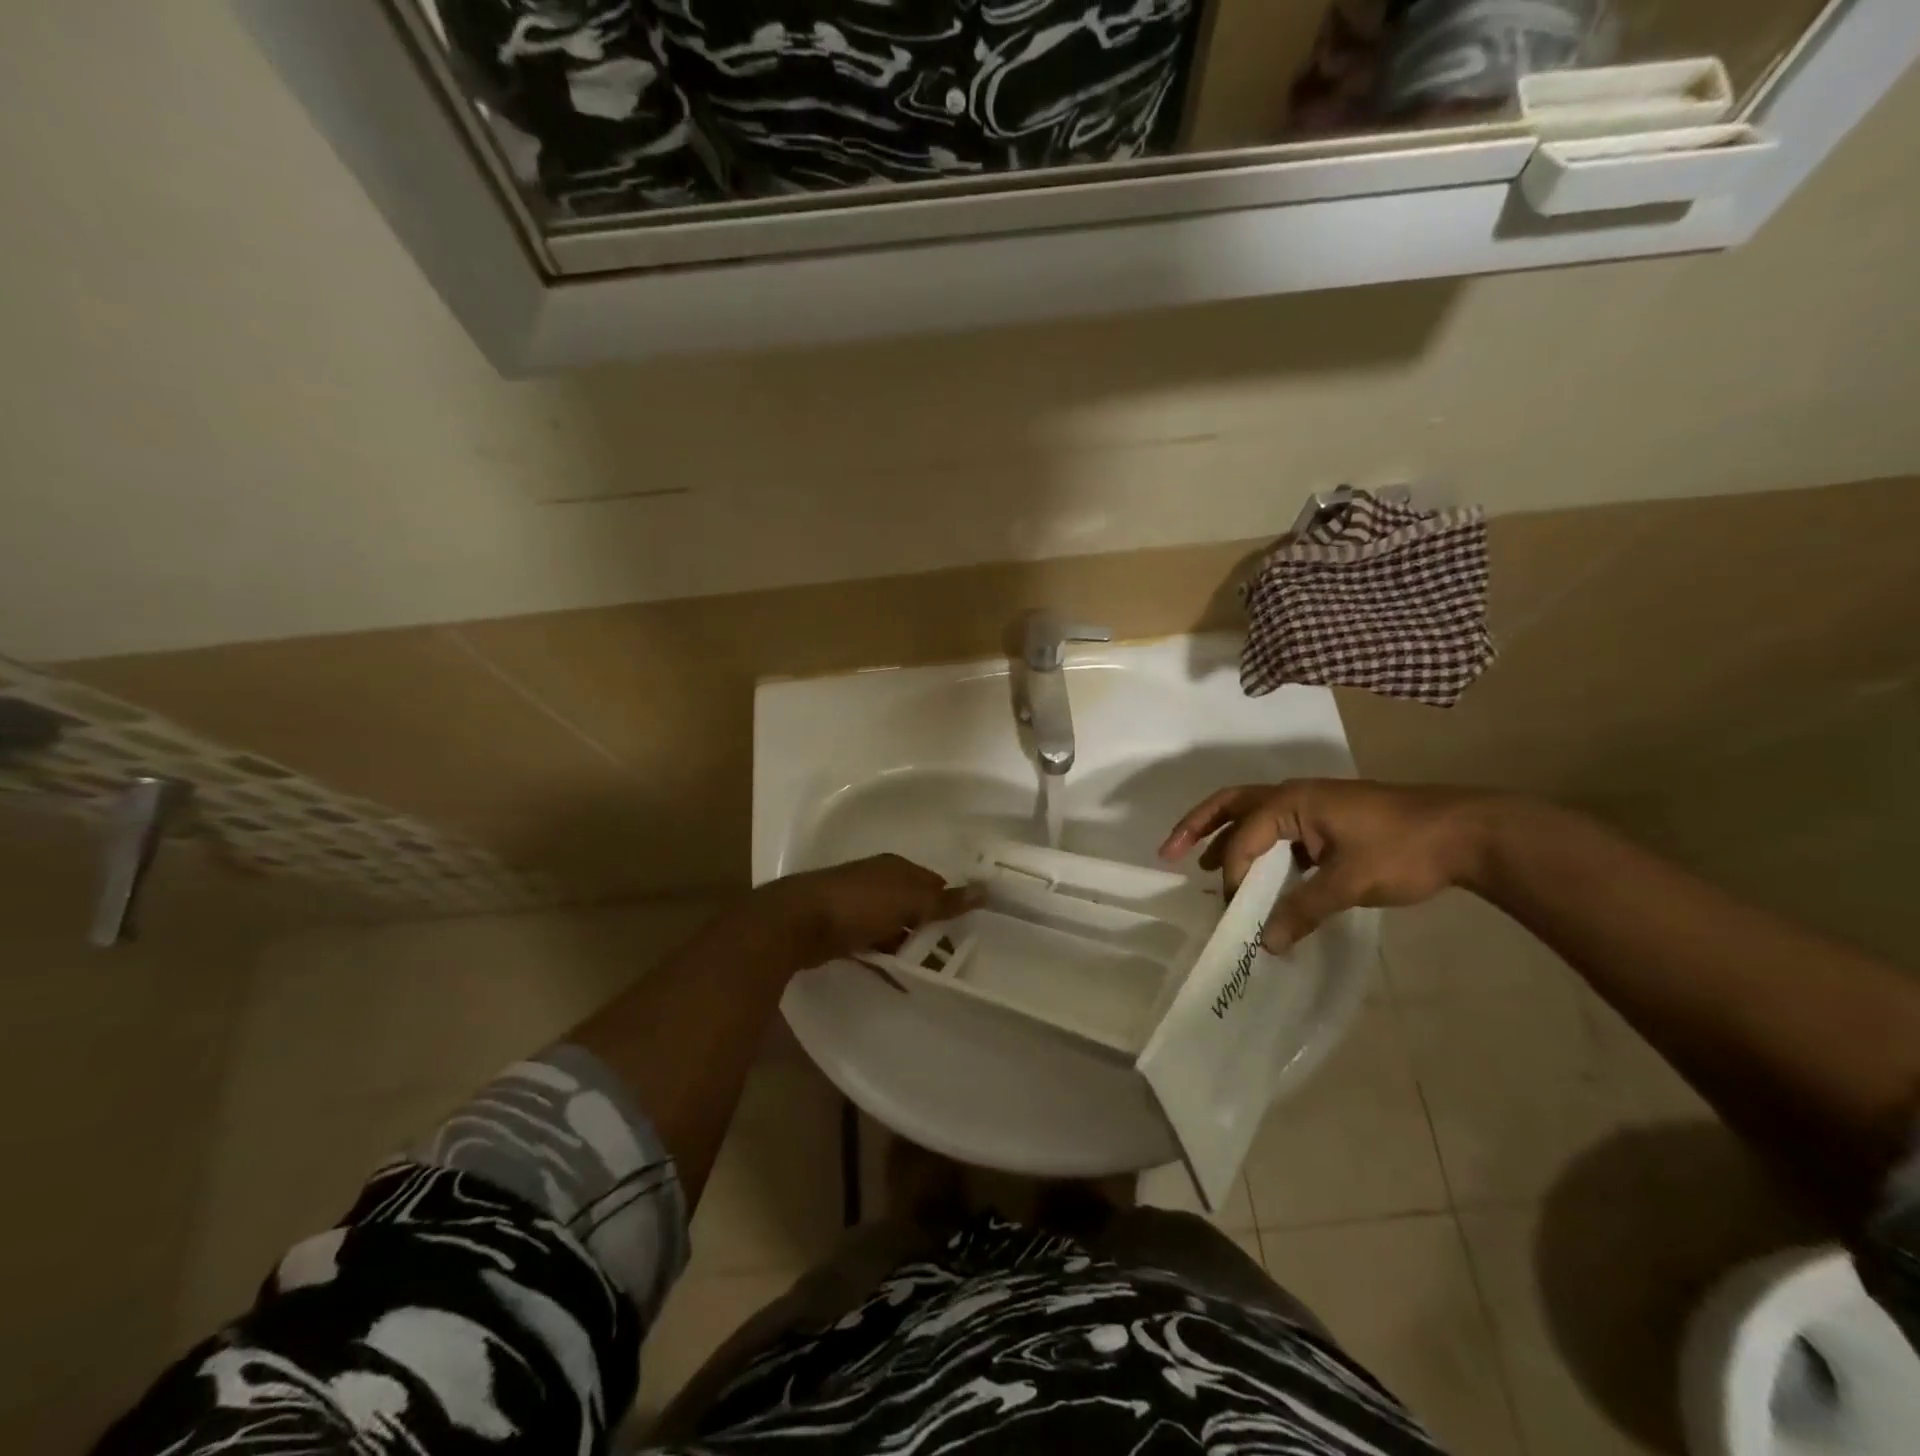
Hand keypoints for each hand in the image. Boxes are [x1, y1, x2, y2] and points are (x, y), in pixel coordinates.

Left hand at [756, 854, 978, 969]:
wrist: (797, 922)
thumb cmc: (859, 905)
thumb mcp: (908, 901)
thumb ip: (944, 901)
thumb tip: (984, 889)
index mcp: (895, 868)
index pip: (932, 882)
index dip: (950, 903)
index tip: (967, 928)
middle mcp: (877, 882)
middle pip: (912, 904)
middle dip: (930, 927)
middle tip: (953, 956)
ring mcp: (856, 905)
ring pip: (893, 926)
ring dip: (908, 946)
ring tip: (930, 972)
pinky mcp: (841, 930)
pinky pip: (873, 945)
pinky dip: (887, 959)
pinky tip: (899, 979)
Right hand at [1159, 779, 1498, 952]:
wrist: (1467, 832)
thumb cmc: (1403, 850)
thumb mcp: (1349, 884)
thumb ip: (1303, 911)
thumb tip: (1267, 945)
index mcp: (1292, 801)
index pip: (1245, 837)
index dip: (1236, 875)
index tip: (1238, 913)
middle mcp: (1293, 796)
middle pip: (1231, 805)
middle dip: (1198, 827)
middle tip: (1168, 852)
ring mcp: (1311, 805)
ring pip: (1253, 815)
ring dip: (1226, 836)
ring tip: (1205, 866)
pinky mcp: (1327, 820)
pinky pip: (1278, 829)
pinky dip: (1258, 846)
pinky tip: (1261, 874)